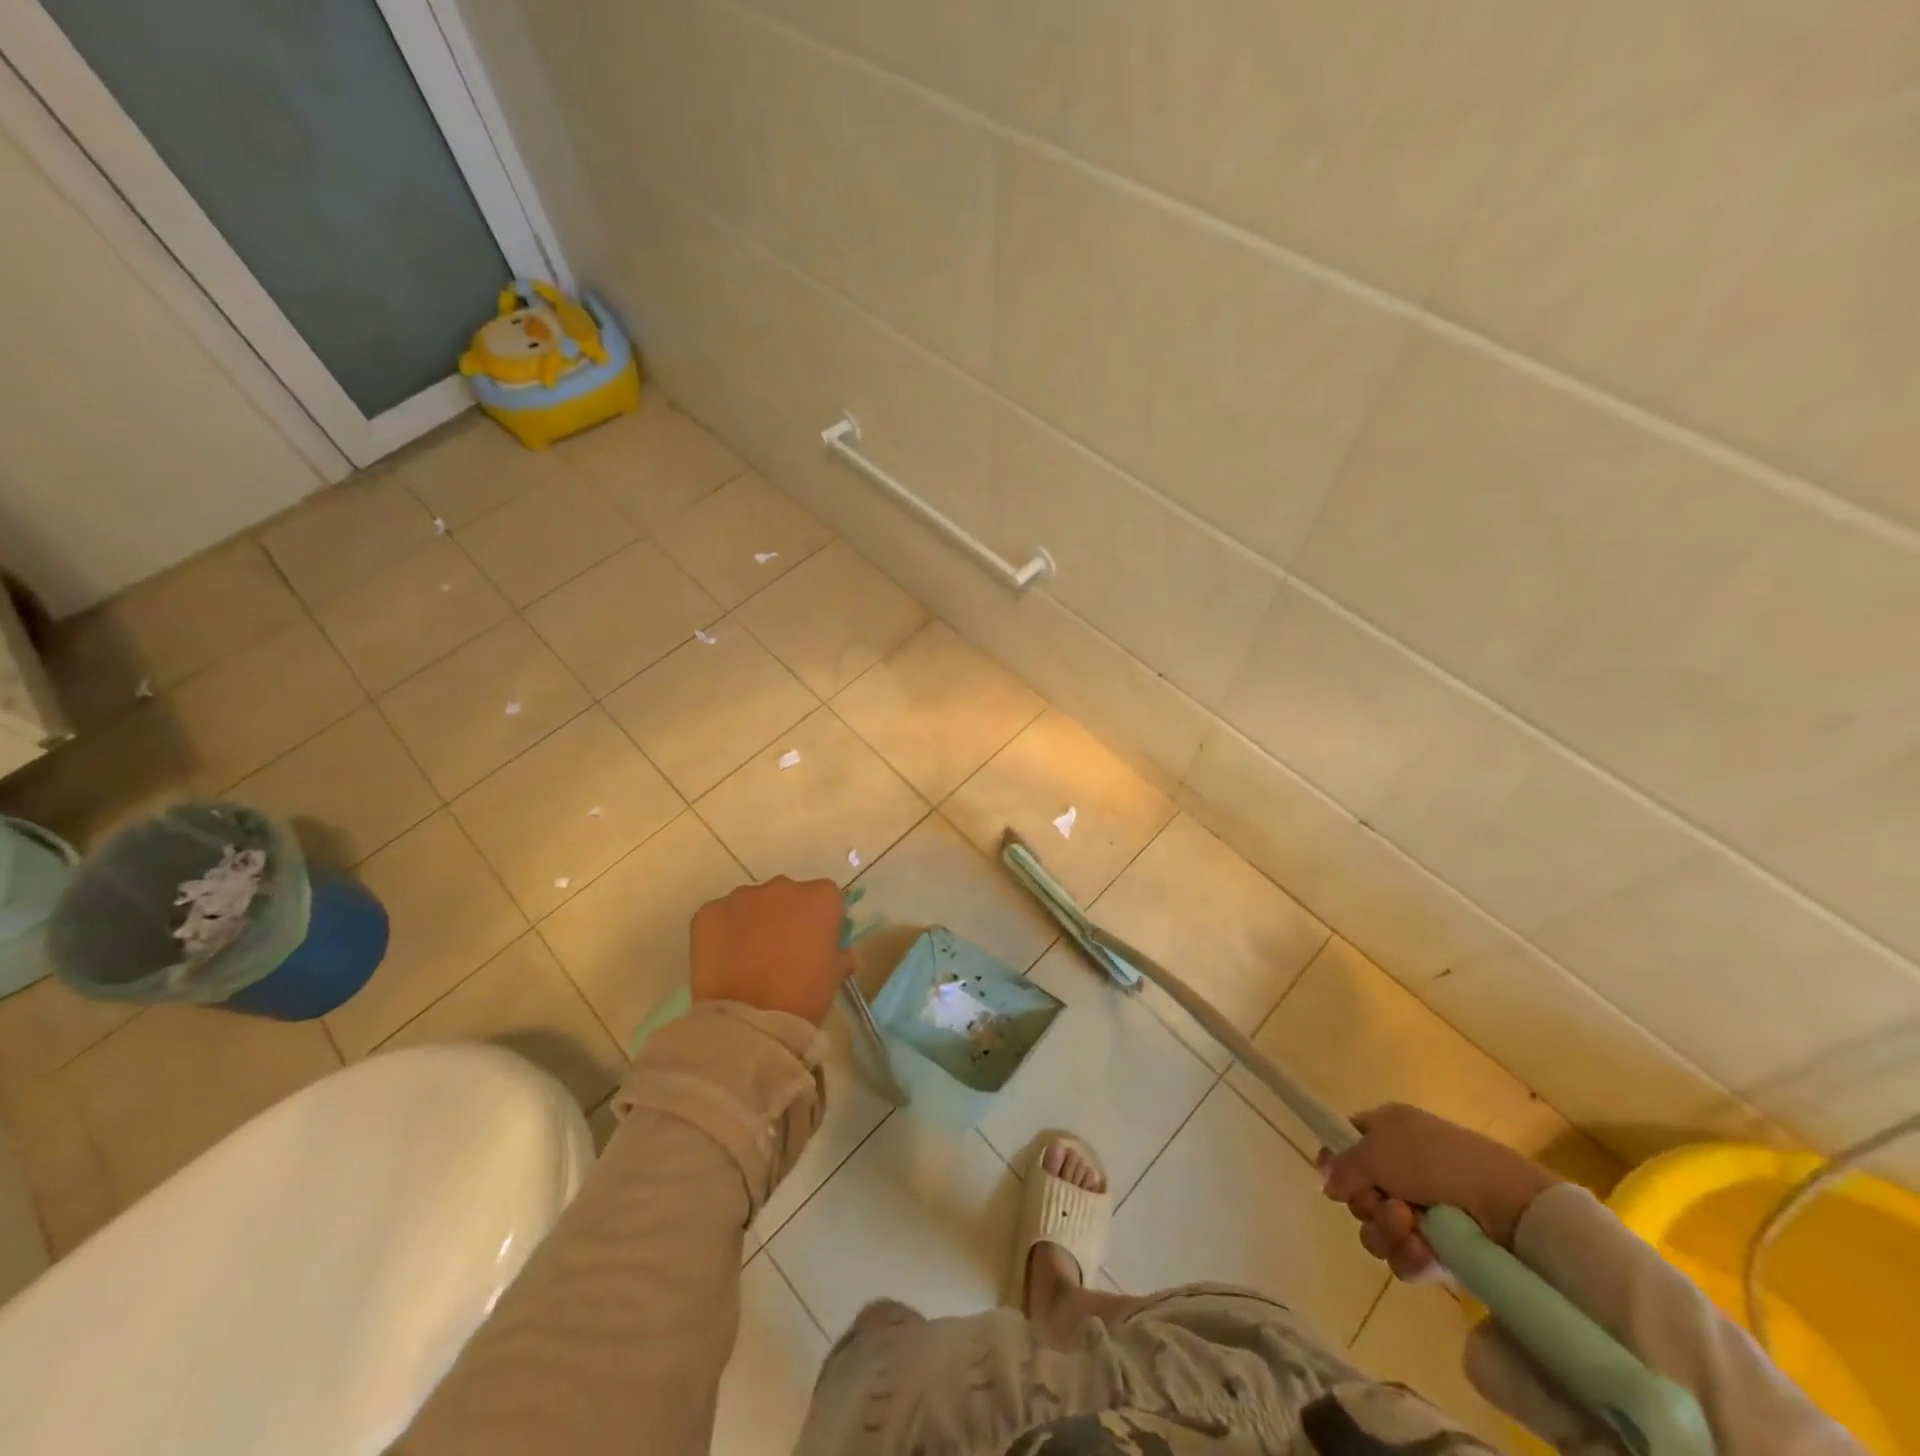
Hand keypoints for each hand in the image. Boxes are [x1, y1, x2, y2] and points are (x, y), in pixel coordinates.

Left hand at [690, 877, 850, 1025]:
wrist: (750, 1021)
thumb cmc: (803, 997)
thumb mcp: (833, 977)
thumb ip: (839, 955)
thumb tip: (841, 953)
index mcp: (820, 898)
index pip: (825, 897)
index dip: (820, 919)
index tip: (815, 941)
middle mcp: (783, 887)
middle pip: (787, 894)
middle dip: (785, 915)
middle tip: (780, 950)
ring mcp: (742, 897)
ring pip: (751, 903)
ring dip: (753, 921)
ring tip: (747, 957)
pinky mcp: (709, 912)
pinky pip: (720, 916)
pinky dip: (722, 932)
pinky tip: (724, 960)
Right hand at [1317, 1103, 1559, 1280]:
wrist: (1506, 1203)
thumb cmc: (1434, 1160)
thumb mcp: (1375, 1149)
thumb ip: (1342, 1165)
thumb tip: (1328, 1184)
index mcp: (1389, 1130)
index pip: (1348, 1141)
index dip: (1336, 1161)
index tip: (1335, 1179)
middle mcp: (1402, 1167)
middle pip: (1359, 1192)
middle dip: (1366, 1204)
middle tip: (1384, 1202)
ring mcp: (1422, 1209)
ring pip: (1378, 1229)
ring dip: (1386, 1231)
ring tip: (1410, 1227)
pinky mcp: (1440, 1248)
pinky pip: (1404, 1257)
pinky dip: (1408, 1256)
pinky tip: (1422, 1251)